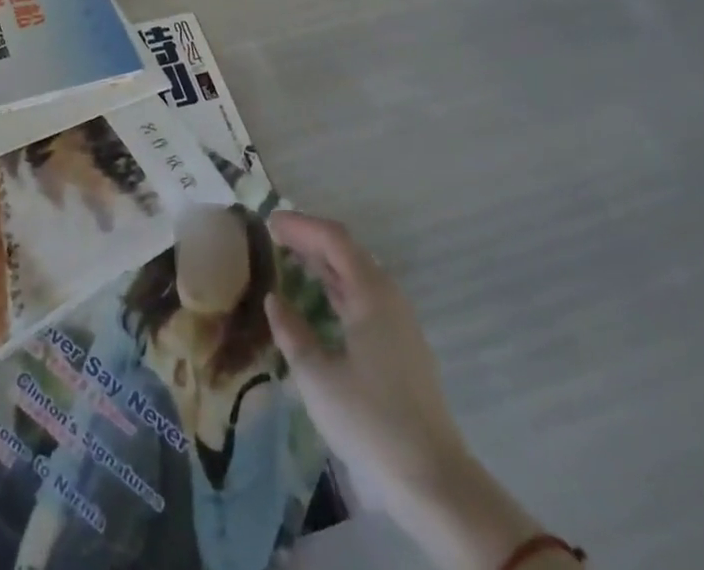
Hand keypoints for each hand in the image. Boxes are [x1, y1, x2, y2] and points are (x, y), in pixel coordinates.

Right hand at [263, 212, 468, 509]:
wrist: (434, 483)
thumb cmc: (371, 421)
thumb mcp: (317, 377)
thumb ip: (292, 332)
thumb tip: (274, 300)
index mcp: (372, 294)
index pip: (334, 239)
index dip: (301, 225)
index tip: (269, 221)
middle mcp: (389, 298)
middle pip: (347, 252)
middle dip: (311, 238)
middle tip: (274, 235)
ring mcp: (399, 323)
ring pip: (357, 274)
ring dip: (324, 261)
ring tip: (290, 259)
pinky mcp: (401, 346)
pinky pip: (364, 296)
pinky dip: (337, 285)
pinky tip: (320, 298)